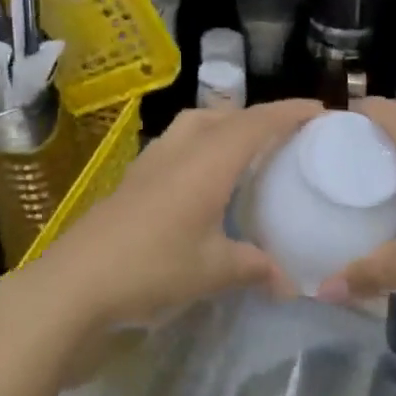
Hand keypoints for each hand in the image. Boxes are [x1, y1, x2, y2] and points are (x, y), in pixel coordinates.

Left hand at [7, 99, 321, 338]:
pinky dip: (198, 149)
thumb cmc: (152, 268)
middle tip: (281, 137)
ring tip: (242, 153)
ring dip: (222, 127)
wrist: (76, 283)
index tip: (319, 112)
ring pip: (193, 126)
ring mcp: (150, 164)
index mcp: (207, 162)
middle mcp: (179, 151)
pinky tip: (200, 183)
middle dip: (255, 117)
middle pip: (222, 115)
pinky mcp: (132, 181)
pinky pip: (175, 147)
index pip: (255, 123)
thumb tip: (290, 283)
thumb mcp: (213, 271)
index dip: (288, 113)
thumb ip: (254, 268)